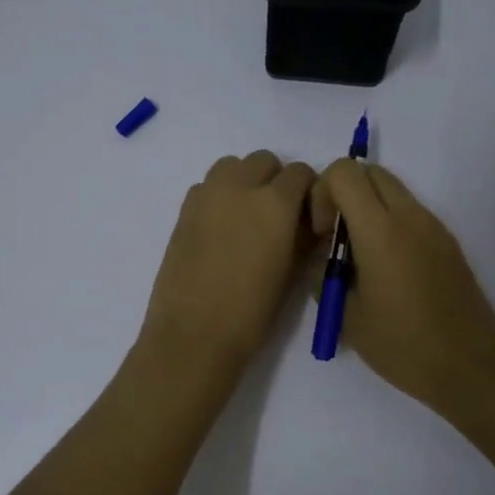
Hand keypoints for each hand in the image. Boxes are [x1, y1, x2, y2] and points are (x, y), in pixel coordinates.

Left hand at [141, 151, 317, 372]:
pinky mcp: (183, 210)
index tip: (307, 215)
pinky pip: (207, 186)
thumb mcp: (292, 274)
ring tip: (247, 215)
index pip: (300, 172)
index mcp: (274, 203)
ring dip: (245, 180)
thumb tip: (311, 222)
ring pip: (231, 166)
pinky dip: (219, 194)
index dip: (308, 190)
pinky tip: (221, 227)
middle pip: (263, 161)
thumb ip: (305, 237)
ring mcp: (206, 195)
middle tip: (278, 214)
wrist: (193, 334)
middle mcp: (239, 188)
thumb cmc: (251, 312)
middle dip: (275, 179)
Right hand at [308, 159, 494, 416]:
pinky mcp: (448, 243)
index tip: (322, 234)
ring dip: (367, 208)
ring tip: (360, 258)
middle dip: (343, 193)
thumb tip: (324, 258)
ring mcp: (434, 227)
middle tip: (336, 238)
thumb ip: (324, 275)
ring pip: (392, 190)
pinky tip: (387, 271)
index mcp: (381, 231)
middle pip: (370, 171)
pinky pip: (410, 213)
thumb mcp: (346, 316)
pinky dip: (389, 223)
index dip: (322, 193)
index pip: (344, 172)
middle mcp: (410, 217)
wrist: (471, 368)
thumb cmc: (403, 346)